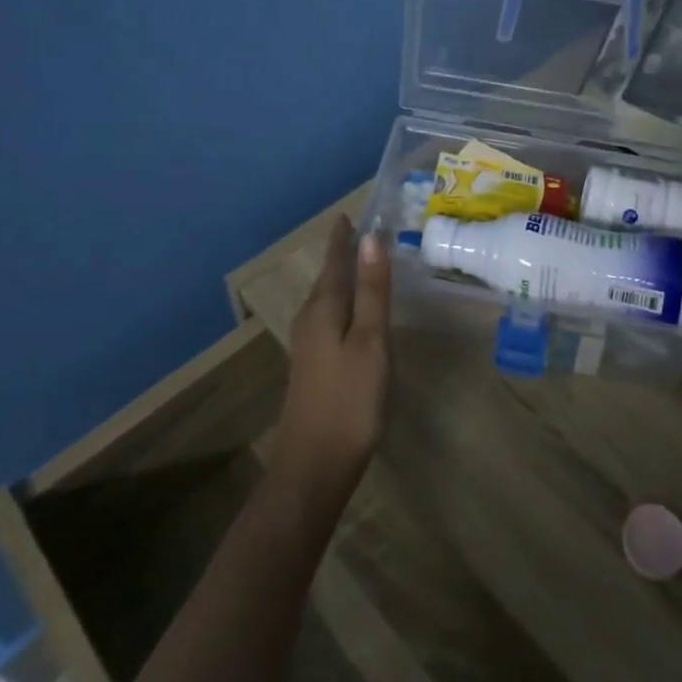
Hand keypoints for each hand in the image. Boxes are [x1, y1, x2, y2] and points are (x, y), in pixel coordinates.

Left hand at [270, 216, 391, 504]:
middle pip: (327, 278)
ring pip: (326, 299)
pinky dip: (341, 303)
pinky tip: (352, 314)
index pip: (334, 261)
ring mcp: (308, 346)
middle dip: (341, 255)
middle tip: (361, 233)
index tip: (348, 213)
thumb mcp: (371, 341)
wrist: (314, 467)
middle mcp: (310, 320)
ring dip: (341, 279)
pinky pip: (327, 318)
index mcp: (324, 309)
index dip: (342, 238)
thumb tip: (371, 238)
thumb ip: (373, 291)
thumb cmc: (350, 400)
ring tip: (359, 264)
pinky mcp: (313, 366)